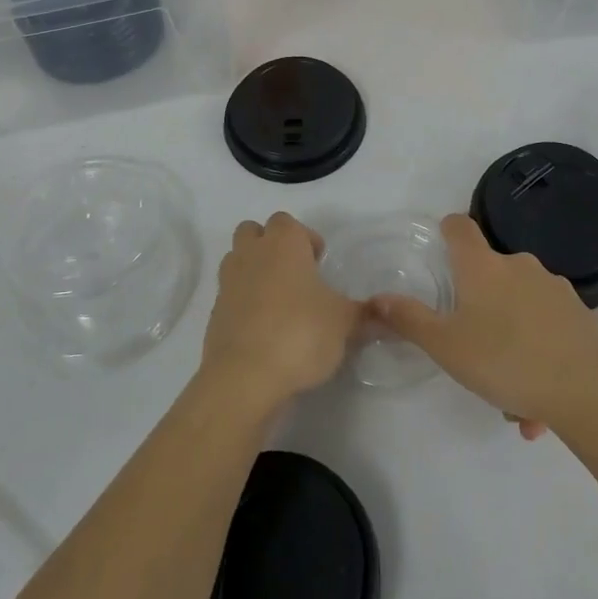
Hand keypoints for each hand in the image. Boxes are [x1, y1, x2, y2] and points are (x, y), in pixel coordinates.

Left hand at [200, 212, 361, 412]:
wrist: (245, 376)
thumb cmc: (300, 333)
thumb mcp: (344, 323)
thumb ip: (363, 314)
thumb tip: (383, 313)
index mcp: (283, 243)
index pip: (287, 222)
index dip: (304, 238)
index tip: (318, 263)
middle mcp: (252, 253)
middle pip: (253, 231)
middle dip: (270, 245)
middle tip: (294, 274)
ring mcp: (228, 282)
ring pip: (237, 259)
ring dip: (253, 270)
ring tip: (278, 300)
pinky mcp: (214, 313)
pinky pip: (230, 294)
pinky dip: (243, 303)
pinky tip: (263, 328)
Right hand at [371, 213, 597, 439]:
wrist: (586, 390)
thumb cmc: (504, 360)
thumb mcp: (445, 346)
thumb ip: (409, 320)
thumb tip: (377, 298)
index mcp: (483, 267)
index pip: (460, 227)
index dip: (447, 230)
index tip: (441, 244)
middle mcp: (520, 265)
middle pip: (491, 272)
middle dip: (481, 308)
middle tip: (474, 353)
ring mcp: (555, 287)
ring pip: (522, 307)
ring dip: (512, 338)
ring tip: (512, 395)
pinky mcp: (581, 314)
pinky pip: (550, 328)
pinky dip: (541, 353)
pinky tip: (539, 399)